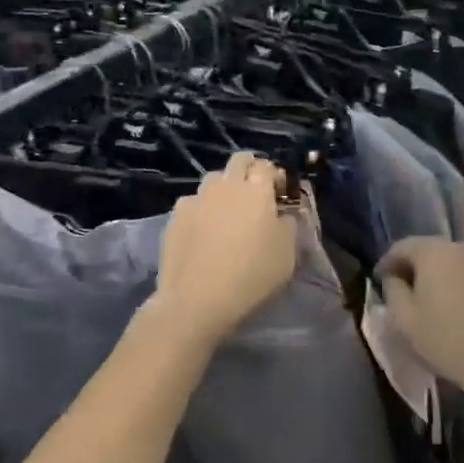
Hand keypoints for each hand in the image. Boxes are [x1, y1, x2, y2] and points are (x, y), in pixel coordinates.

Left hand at [152, 154, 297, 345]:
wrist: (196, 301)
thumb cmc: (251, 276)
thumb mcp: (287, 255)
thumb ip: (288, 225)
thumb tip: (282, 214)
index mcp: (256, 189)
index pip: (267, 166)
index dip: (274, 176)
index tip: (279, 195)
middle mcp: (225, 185)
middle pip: (238, 161)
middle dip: (249, 171)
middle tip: (255, 197)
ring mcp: (196, 198)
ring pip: (213, 180)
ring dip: (223, 189)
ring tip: (227, 214)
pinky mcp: (175, 216)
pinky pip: (193, 203)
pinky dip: (202, 210)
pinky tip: (203, 232)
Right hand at [378, 239, 463, 414]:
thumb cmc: (448, 341)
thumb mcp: (405, 321)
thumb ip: (392, 291)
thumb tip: (394, 279)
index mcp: (435, 251)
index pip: (402, 246)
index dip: (387, 262)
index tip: (379, 280)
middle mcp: (462, 247)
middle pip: (429, 251)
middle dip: (413, 267)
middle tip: (402, 289)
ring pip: (452, 263)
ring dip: (438, 276)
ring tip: (429, 300)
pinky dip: (458, 284)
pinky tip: (455, 307)